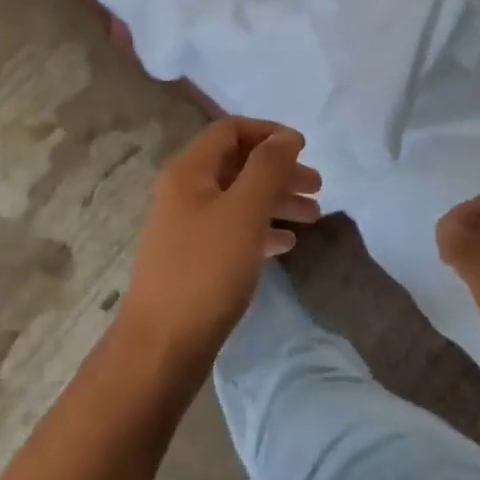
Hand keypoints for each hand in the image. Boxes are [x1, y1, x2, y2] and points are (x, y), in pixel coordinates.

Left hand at [120, 118, 321, 368]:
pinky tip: (287, 244)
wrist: (161, 349)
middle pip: (237, 164)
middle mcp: (185, 190)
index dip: (268, 132)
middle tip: (317, 187)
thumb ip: (267, 168)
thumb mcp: (243, 212)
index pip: (230, 130)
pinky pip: (233, 229)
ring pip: (239, 198)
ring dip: (276, 200)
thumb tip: (285, 136)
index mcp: (189, 171)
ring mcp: (187, 226)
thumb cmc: (205, 271)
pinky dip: (261, 228)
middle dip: (279, 170)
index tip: (304, 148)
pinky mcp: (194, 258)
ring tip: (314, 217)